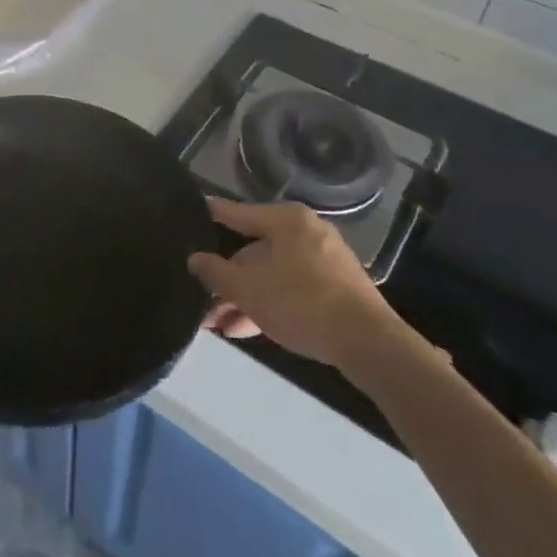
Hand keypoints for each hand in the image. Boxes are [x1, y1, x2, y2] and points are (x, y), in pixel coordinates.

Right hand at [189, 197, 404, 367]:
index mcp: (286, 220)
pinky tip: (243, 329)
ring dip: (243, 298)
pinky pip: (290, 289)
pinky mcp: (335, 288)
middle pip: (253, 250)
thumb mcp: (248, 289)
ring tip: (216, 324)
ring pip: (271, 274)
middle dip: (226, 279)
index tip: (189, 212)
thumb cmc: (301, 303)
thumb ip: (216, 273)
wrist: (368, 343)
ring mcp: (323, 261)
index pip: (237, 213)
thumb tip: (194, 259)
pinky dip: (267, 304)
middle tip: (201, 300)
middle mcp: (305, 232)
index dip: (211, 215)